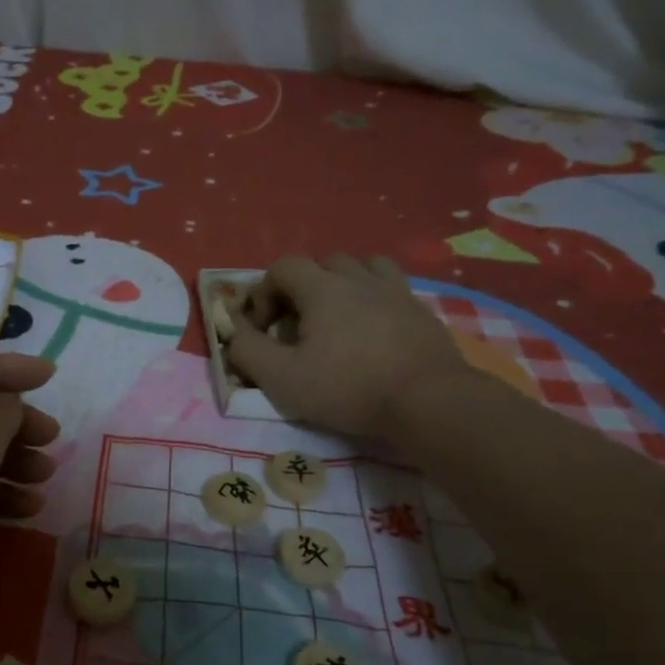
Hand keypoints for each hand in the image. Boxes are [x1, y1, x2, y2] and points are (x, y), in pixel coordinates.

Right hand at [225, 253, 477, 450]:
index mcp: (322, 288)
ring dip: (343, 285)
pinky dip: (376, 300)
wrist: (429, 402)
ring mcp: (396, 292)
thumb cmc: (348, 388)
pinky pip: (392, 289)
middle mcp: (359, 278)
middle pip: (323, 263)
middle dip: (303, 288)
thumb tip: (234, 334)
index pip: (283, 267)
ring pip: (363, 268)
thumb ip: (248, 351)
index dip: (264, 293)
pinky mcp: (422, 311)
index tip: (263, 328)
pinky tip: (374, 331)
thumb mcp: (282, 378)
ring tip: (339, 318)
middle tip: (299, 325)